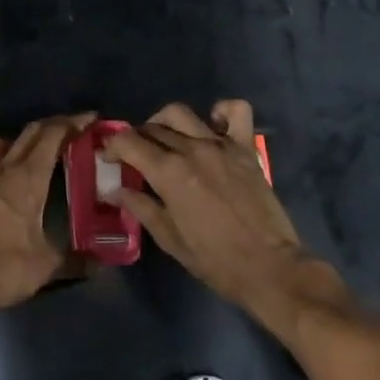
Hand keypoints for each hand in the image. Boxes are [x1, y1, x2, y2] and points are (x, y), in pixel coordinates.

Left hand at [0, 113, 95, 320]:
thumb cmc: (6, 267)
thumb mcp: (48, 265)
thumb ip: (76, 260)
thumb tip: (101, 262)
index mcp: (28, 179)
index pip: (52, 137)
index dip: (72, 124)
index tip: (90, 119)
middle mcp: (2, 171)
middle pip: (28, 134)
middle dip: (50, 127)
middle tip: (70, 132)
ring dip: (16, 142)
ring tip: (31, 155)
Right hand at [105, 101, 343, 325]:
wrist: (270, 268)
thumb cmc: (215, 260)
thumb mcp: (169, 238)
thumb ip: (140, 207)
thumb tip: (114, 190)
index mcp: (169, 172)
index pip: (128, 142)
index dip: (112, 147)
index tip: (109, 159)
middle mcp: (192, 149)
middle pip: (152, 128)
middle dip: (136, 139)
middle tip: (136, 159)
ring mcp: (221, 145)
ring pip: (181, 114)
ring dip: (165, 122)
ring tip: (166, 140)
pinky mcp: (246, 148)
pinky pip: (235, 111)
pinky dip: (221, 112)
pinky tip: (212, 127)